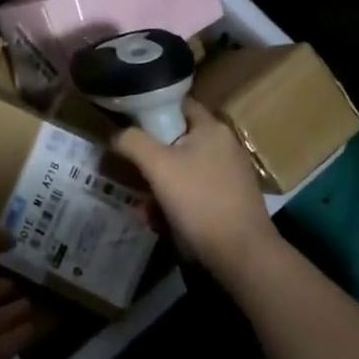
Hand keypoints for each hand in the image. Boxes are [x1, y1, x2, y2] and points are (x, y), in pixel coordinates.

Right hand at [112, 98, 278, 278]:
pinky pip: (195, 191)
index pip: (178, 104)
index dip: (151, 110)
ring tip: (142, 206)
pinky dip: (176, 201)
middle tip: (131, 172)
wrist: (242, 254)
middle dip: (151, 157)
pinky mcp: (231, 199)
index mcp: (212, 128)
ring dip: (160, 184)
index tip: (129, 127)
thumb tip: (117, 135)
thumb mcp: (157, 166)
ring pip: (183, 169)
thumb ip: (132, 142)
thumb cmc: (199, 201)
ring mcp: (231, 174)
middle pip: (178, 140)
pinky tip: (161, 221)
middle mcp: (225, 145)